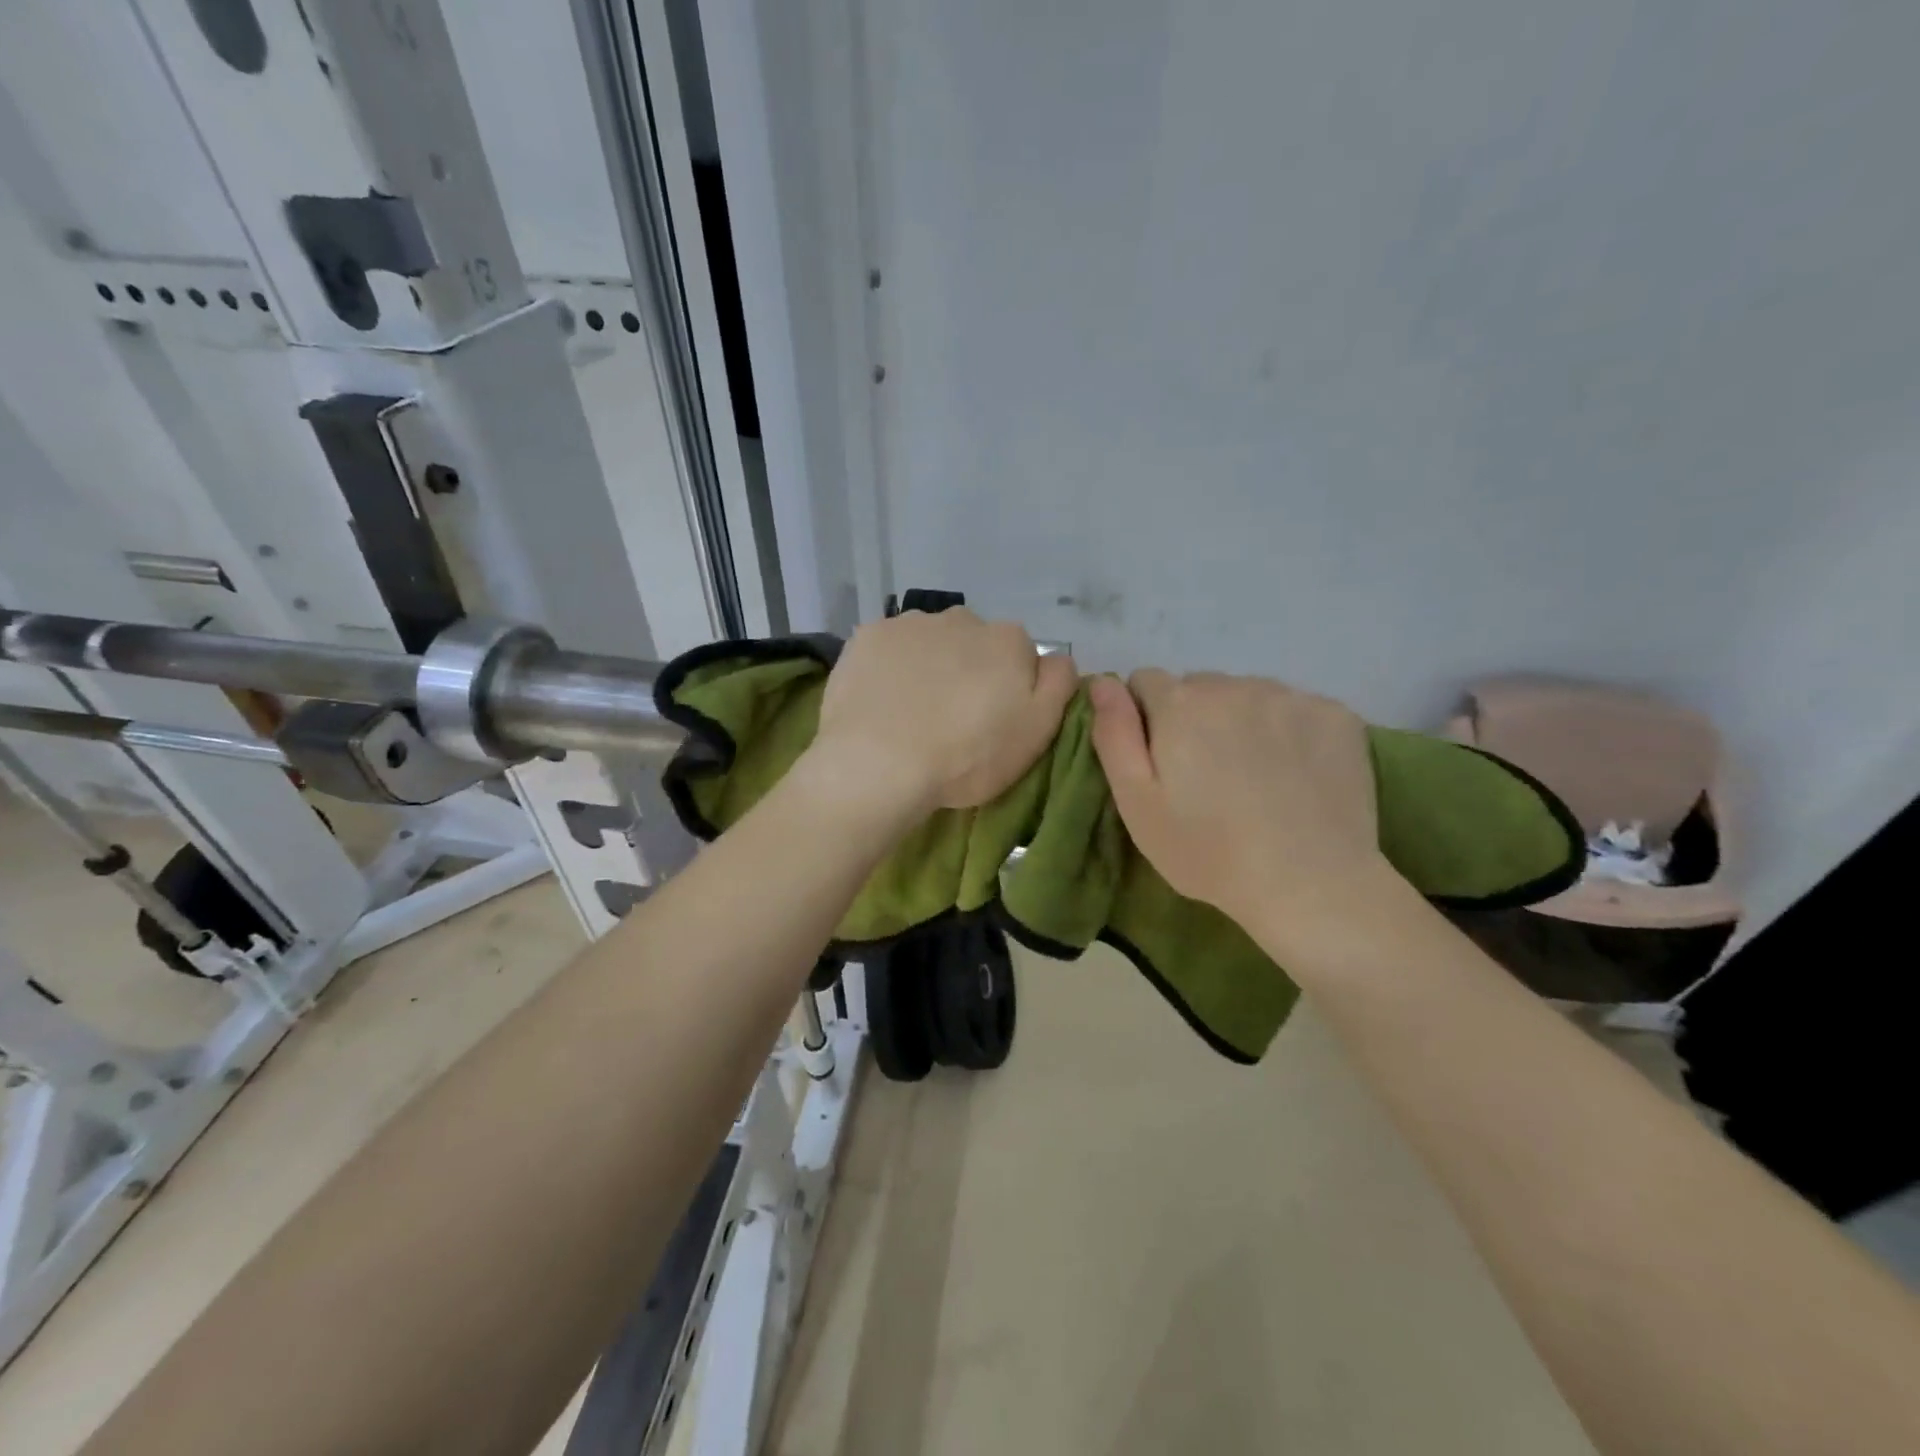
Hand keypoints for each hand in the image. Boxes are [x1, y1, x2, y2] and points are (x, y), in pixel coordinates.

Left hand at [808, 610, 1077, 815]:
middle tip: (951, 718)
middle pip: (972, 644)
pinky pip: (888, 648)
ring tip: (911, 712)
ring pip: (929, 642)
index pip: (1019, 656)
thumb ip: (1058, 684)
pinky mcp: (867, 636)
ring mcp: (910, 623)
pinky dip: (889, 668)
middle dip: (967, 671)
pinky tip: (880, 700)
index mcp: (1008, 640)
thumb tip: (1057, 658)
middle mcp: (962, 618)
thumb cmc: (968, 755)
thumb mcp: (1037, 731)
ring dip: (927, 666)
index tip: (992, 720)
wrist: (879, 764)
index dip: (1008, 689)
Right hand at [1089, 670, 1398, 941]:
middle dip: (1193, 718)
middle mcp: (1233, 684)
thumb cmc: (1208, 851)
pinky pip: (1295, 708)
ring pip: (1247, 695)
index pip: (1144, 682)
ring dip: (1240, 721)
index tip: (1161, 762)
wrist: (1311, 885)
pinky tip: (1295, 774)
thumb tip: (1102, 681)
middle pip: (1198, 687)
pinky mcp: (1336, 715)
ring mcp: (1290, 696)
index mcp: (1180, 703)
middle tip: (1207, 777)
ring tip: (1254, 777)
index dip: (1145, 720)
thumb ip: (1114, 734)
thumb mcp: (1138, 803)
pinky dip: (1288, 731)